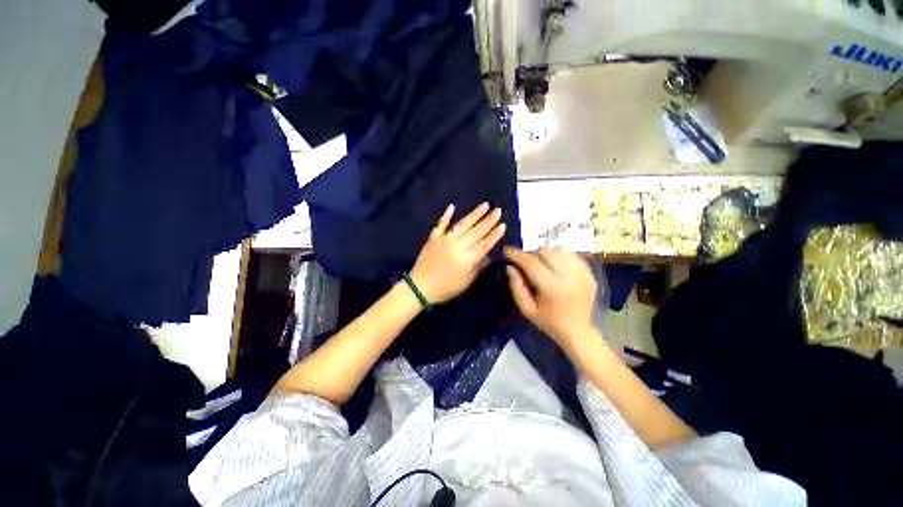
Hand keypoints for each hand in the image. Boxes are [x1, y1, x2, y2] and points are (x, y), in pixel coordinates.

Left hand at [409, 203, 506, 303]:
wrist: (419, 287)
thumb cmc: (445, 289)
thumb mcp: (466, 282)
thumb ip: (478, 267)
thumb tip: (488, 254)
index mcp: (466, 260)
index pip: (484, 244)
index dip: (494, 235)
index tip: (503, 225)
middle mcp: (456, 246)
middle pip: (476, 232)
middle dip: (488, 221)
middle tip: (498, 211)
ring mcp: (444, 240)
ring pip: (462, 225)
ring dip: (474, 214)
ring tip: (485, 205)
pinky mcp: (433, 238)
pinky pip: (441, 224)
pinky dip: (446, 215)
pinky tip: (452, 206)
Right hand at [504, 247, 598, 353]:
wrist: (578, 331)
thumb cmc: (548, 321)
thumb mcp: (527, 309)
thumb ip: (516, 287)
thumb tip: (510, 267)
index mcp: (552, 288)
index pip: (531, 263)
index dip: (517, 255)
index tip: (507, 251)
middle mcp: (569, 277)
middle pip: (546, 252)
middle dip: (533, 254)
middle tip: (527, 262)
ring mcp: (582, 274)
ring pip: (559, 250)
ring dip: (546, 253)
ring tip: (542, 264)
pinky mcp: (589, 273)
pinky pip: (572, 255)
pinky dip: (560, 256)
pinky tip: (556, 266)